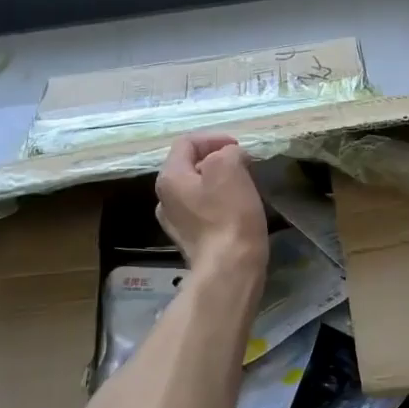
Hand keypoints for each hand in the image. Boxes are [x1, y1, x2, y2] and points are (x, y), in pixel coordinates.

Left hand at [156, 134, 268, 278]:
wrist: (229, 269)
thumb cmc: (228, 215)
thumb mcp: (229, 168)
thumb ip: (228, 152)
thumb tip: (232, 158)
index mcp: (169, 177)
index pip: (187, 142)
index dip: (214, 138)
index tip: (240, 147)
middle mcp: (164, 199)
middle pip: (190, 166)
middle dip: (218, 160)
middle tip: (243, 164)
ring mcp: (175, 222)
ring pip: (197, 189)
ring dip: (219, 182)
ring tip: (243, 185)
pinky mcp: (191, 241)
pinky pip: (203, 210)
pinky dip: (219, 203)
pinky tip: (237, 211)